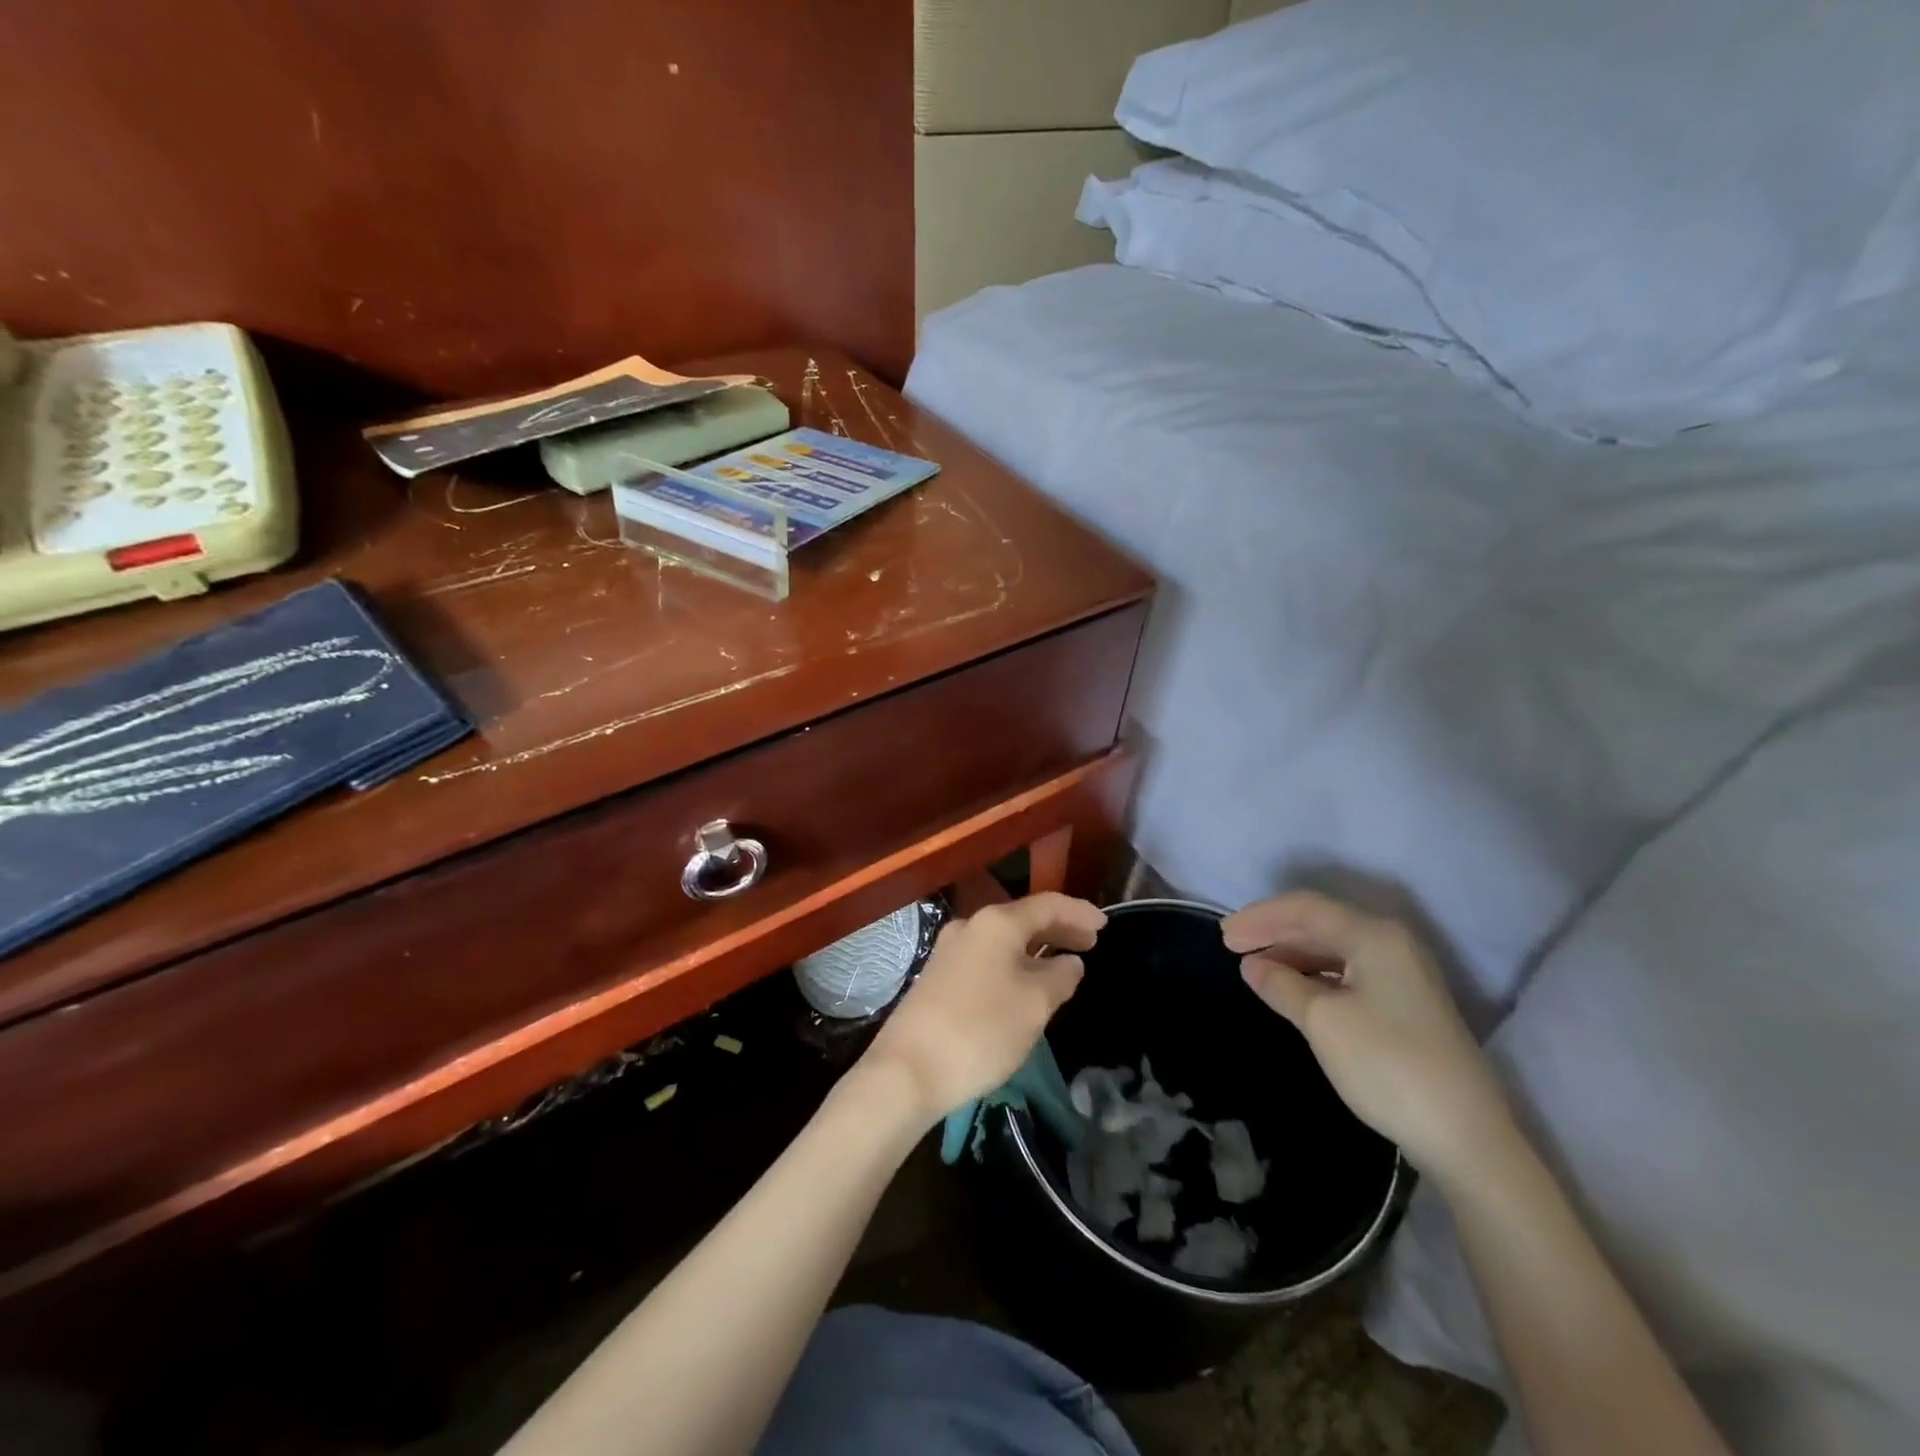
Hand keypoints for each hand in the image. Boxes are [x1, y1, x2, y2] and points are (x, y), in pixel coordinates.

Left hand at [862, 893, 1105, 1126]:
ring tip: (1064, 965)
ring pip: (1004, 941)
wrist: (908, 1069)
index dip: (1079, 912)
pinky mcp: (938, 977)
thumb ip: (1059, 978)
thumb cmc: (981, 1029)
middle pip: (1023, 919)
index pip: (1047, 905)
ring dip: (1036, 949)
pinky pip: (987, 958)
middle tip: (1090, 943)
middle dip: (1058, 929)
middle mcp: (971, 926)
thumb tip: (1069, 963)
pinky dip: (1014, 963)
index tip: (1106, 924)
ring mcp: (950, 950)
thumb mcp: (1034, 1005)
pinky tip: (1025, 984)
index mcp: (996, 923)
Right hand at [1223, 891, 1516, 1182]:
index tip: (1223, 936)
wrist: (1466, 1137)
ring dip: (1292, 953)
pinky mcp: (1405, 1004)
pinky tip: (1292, 988)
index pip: (1305, 908)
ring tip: (1255, 968)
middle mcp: (1391, 944)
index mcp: (1373, 936)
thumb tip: (1253, 966)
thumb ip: (1282, 985)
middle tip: (1230, 946)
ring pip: (1334, 948)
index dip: (1260, 917)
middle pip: (1320, 922)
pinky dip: (1314, 974)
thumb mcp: (1322, 1021)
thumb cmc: (1387, 1065)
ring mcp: (1402, 974)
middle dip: (1273, 931)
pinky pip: (1347, 971)